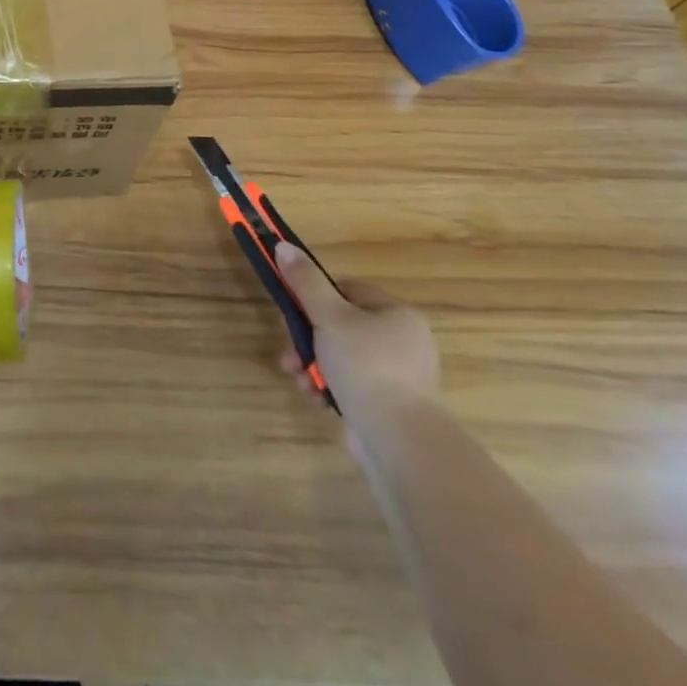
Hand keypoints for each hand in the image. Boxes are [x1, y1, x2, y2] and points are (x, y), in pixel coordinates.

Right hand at [274, 244, 439, 432]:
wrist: (398, 440)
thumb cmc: (365, 366)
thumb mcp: (329, 316)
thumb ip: (305, 282)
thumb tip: (282, 245)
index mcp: (397, 314)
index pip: (347, 291)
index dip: (316, 298)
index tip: (294, 312)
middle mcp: (403, 341)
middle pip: (340, 326)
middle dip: (307, 339)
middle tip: (289, 355)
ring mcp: (398, 376)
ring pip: (341, 356)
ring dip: (313, 364)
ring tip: (299, 379)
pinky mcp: (388, 405)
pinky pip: (351, 383)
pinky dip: (329, 386)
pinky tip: (315, 396)